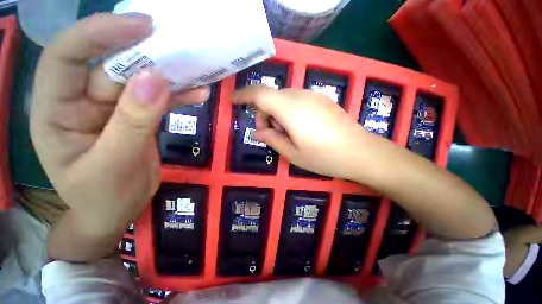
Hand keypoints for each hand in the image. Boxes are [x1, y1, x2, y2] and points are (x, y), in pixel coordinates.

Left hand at [30, 14, 208, 232]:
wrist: (117, 210)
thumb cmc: (102, 197)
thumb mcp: (114, 165)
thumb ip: (132, 122)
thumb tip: (155, 80)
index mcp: (55, 111)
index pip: (66, 56)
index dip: (99, 33)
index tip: (141, 27)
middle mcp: (80, 101)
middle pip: (110, 65)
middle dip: (144, 54)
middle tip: (178, 47)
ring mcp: (111, 109)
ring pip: (140, 81)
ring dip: (170, 77)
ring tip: (197, 73)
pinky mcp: (136, 117)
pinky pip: (158, 99)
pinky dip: (179, 95)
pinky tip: (198, 93)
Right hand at [232, 86, 373, 178]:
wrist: (361, 152)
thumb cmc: (324, 157)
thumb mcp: (292, 153)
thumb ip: (271, 139)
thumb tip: (256, 132)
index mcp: (290, 109)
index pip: (260, 94)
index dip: (243, 95)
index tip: (233, 101)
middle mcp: (300, 95)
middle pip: (271, 97)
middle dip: (264, 113)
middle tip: (271, 134)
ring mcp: (313, 95)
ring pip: (284, 98)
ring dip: (277, 114)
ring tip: (287, 134)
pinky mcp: (322, 99)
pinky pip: (297, 100)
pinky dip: (289, 111)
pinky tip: (300, 128)